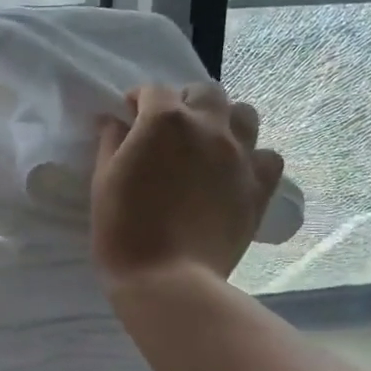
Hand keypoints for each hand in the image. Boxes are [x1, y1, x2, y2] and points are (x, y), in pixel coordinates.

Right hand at [92, 81, 283, 285]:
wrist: (168, 280)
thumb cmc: (123, 230)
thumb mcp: (103, 180)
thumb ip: (111, 141)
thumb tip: (115, 121)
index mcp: (164, 121)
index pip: (153, 91)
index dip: (138, 101)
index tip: (129, 116)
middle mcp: (208, 127)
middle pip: (206, 92)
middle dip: (186, 101)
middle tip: (171, 128)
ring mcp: (240, 155)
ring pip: (245, 114)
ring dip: (225, 121)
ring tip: (209, 144)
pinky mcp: (260, 186)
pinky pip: (268, 156)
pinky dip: (253, 158)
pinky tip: (236, 173)